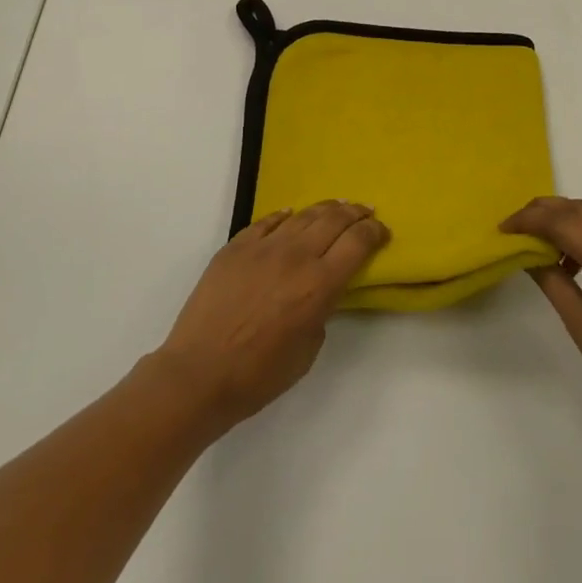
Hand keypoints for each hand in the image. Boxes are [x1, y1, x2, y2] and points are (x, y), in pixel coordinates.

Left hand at [154, 201, 388, 429]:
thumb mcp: (308, 349)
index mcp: (319, 285)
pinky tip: (290, 214)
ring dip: (325, 209)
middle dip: (355, 213)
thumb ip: (321, 311)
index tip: (382, 231)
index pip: (358, 243)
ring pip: (302, 215)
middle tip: (365, 211)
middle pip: (334, 220)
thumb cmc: (260, 375)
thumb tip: (319, 291)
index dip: (375, 232)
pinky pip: (266, 222)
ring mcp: (263, 247)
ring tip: (336, 207)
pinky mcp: (235, 247)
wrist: (199, 373)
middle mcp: (296, 256)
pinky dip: (284, 215)